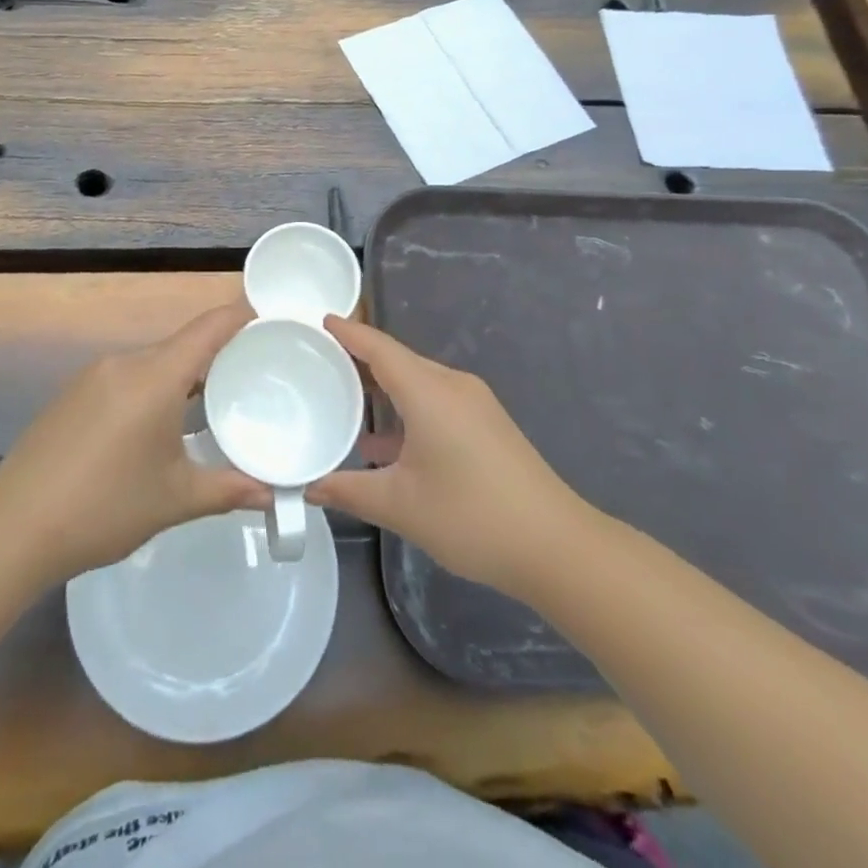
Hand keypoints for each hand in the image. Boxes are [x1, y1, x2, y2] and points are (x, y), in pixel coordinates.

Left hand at [0, 303, 270, 586]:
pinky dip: (154, 387)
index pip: (209, 328)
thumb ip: (229, 489)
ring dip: (185, 375)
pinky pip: (128, 376)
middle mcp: (125, 363)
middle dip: (220, 354)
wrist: (14, 528)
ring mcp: (94, 375)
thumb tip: (274, 493)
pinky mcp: (74, 393)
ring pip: (154, 361)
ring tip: (215, 402)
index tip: (274, 318)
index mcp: (154, 377)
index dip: (242, 315)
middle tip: (256, 374)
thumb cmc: (104, 507)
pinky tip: (161, 424)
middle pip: (183, 344)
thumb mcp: (175, 499)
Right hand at [308, 316, 591, 602]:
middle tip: (319, 362)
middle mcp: (452, 385)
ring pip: (417, 382)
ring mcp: (474, 404)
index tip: (319, 321)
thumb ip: (349, 491)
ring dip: (383, 387)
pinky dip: (406, 408)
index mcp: (429, 392)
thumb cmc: (471, 517)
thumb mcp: (400, 506)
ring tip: (344, 399)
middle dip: (359, 358)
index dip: (348, 332)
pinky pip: (435, 400)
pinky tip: (385, 441)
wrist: (556, 546)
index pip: (379, 348)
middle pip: (398, 360)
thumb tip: (310, 487)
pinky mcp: (487, 424)